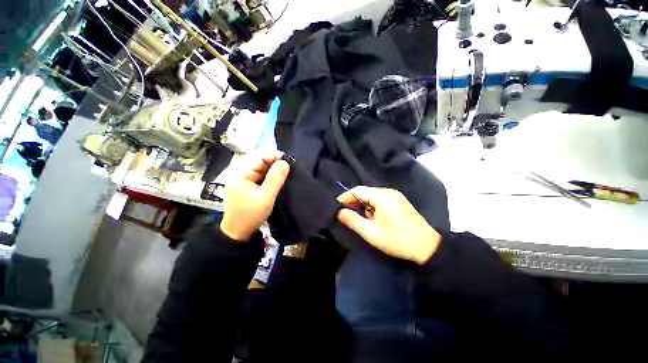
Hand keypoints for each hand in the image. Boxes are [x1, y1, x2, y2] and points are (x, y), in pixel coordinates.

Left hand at [220, 152, 289, 240]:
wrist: (238, 233)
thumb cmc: (250, 215)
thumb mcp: (266, 197)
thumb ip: (275, 179)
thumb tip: (285, 162)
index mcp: (241, 174)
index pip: (260, 157)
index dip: (275, 156)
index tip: (290, 161)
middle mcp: (241, 173)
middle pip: (261, 162)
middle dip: (276, 164)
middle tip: (291, 169)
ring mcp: (244, 180)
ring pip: (263, 170)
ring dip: (275, 171)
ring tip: (288, 174)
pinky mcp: (248, 186)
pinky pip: (262, 177)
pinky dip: (271, 178)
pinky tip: (280, 181)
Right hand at [337, 187, 441, 264]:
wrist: (428, 247)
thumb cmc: (398, 241)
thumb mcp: (372, 233)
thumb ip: (354, 221)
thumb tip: (340, 212)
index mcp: (382, 197)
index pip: (358, 191)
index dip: (345, 197)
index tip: (336, 206)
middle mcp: (388, 192)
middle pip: (364, 191)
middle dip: (353, 201)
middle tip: (344, 212)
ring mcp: (394, 195)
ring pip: (371, 195)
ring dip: (362, 204)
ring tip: (356, 216)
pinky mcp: (398, 200)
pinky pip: (379, 199)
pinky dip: (371, 205)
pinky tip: (370, 216)